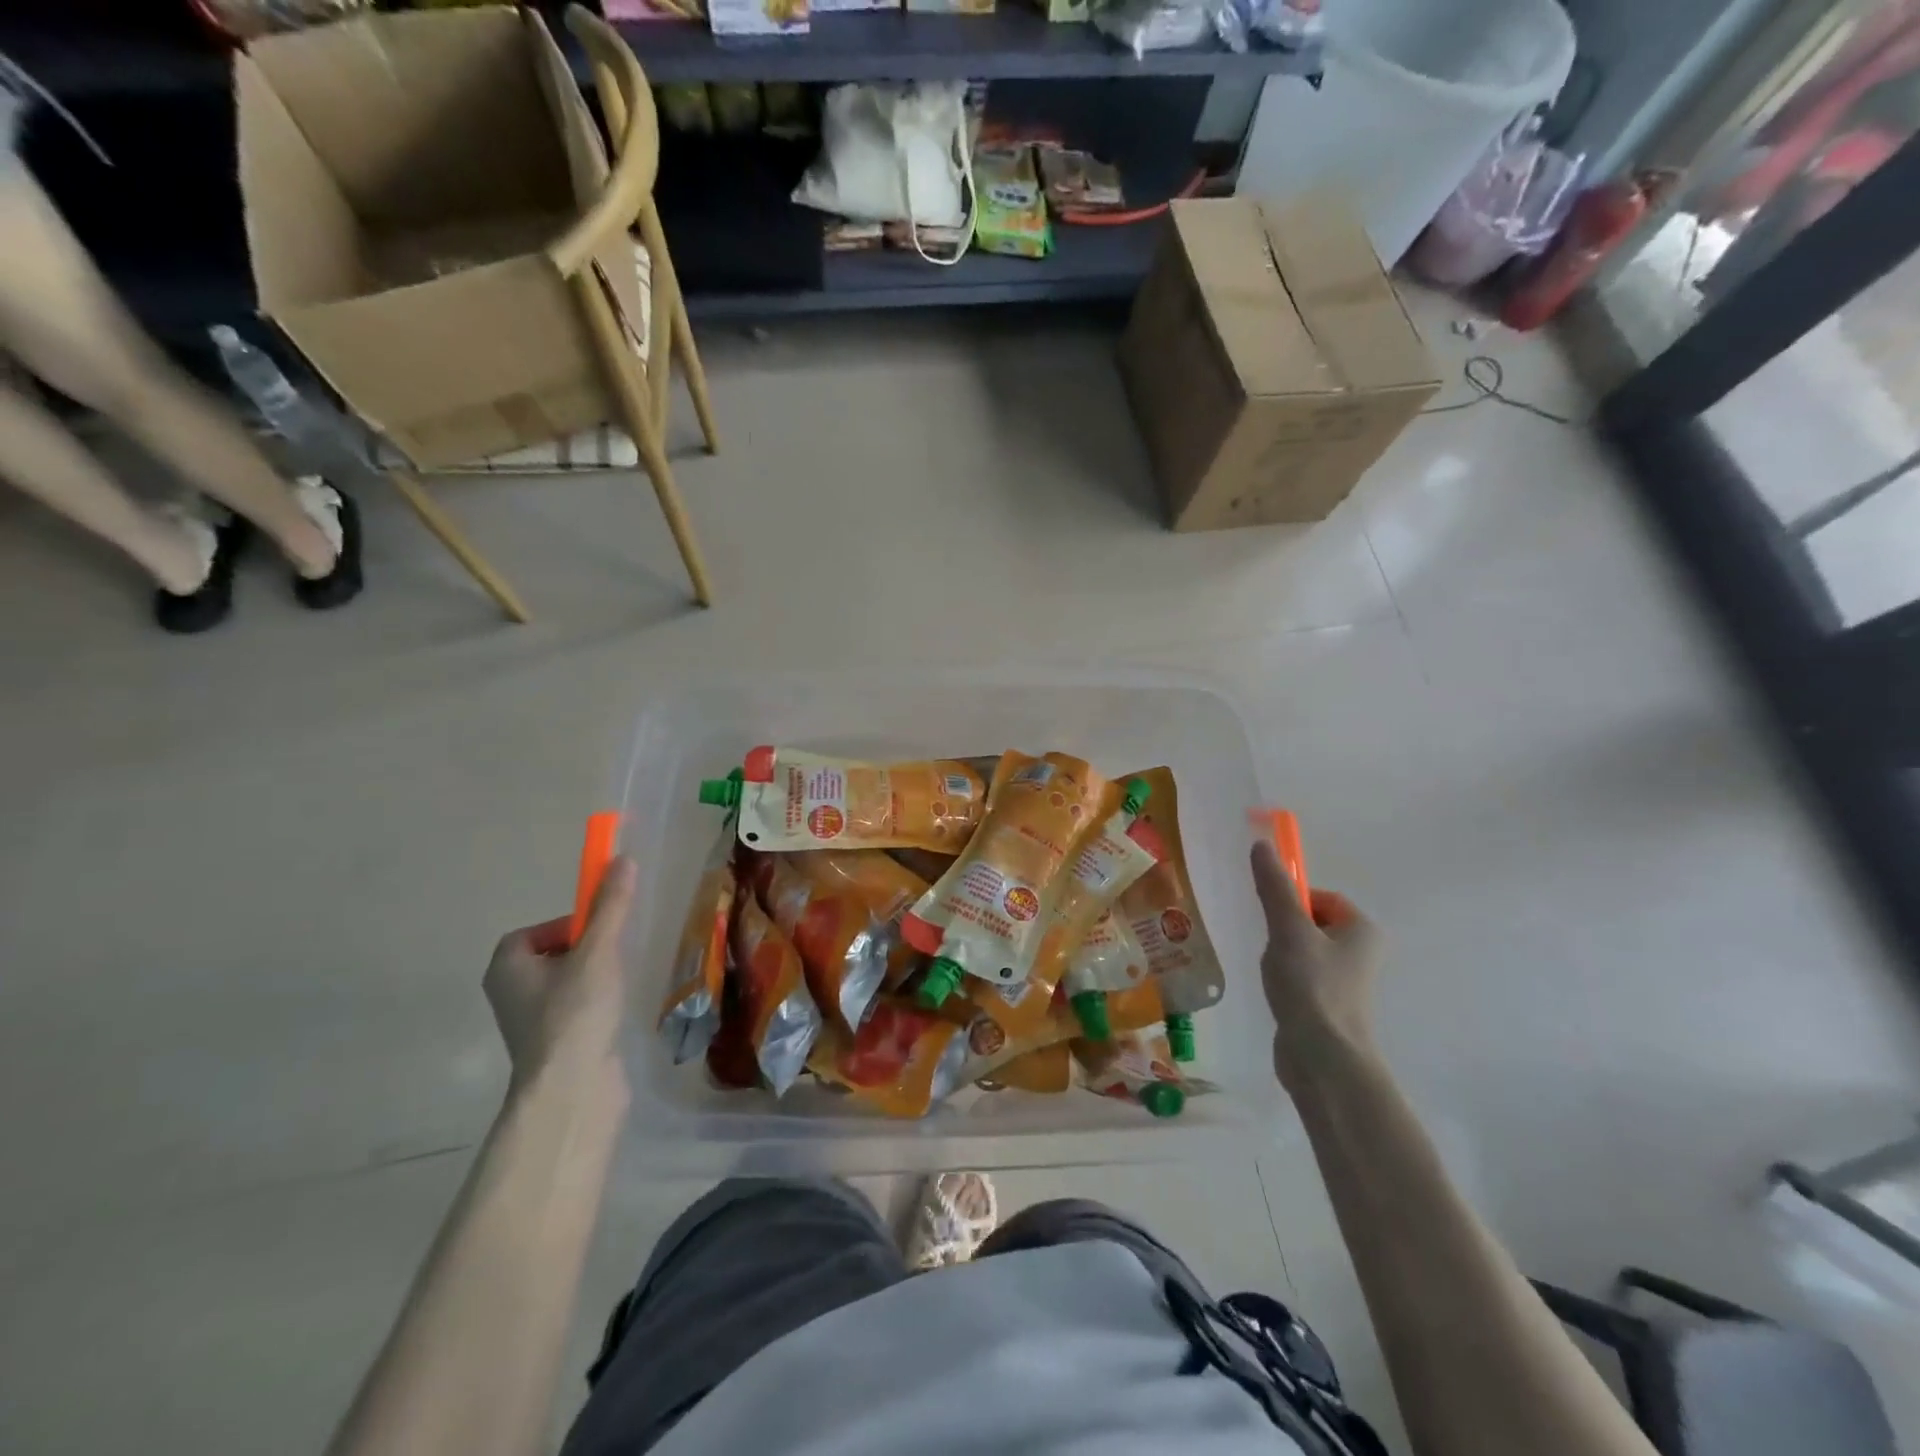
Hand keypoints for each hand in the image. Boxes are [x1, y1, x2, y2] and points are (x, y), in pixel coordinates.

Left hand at [484, 856, 637, 1091]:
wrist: (572, 1090)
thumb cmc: (575, 1013)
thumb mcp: (598, 951)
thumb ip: (610, 907)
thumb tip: (622, 860)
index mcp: (506, 968)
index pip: (532, 932)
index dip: (566, 924)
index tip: (598, 930)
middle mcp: (510, 994)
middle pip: (551, 955)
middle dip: (585, 949)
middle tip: (613, 954)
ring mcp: (531, 1023)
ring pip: (564, 983)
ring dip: (592, 976)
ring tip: (618, 982)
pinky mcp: (554, 1044)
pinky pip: (574, 1008)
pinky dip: (595, 1003)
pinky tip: (616, 1008)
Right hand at [1250, 839, 1382, 1091]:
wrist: (1324, 1059)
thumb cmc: (1311, 986)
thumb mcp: (1288, 929)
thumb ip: (1274, 887)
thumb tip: (1262, 845)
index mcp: (1362, 929)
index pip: (1322, 897)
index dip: (1293, 900)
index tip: (1272, 917)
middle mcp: (1362, 952)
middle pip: (1312, 921)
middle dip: (1284, 929)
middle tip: (1270, 944)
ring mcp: (1347, 981)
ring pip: (1305, 950)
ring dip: (1282, 954)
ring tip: (1272, 971)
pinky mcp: (1330, 1005)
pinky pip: (1303, 976)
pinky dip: (1286, 978)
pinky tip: (1275, 990)